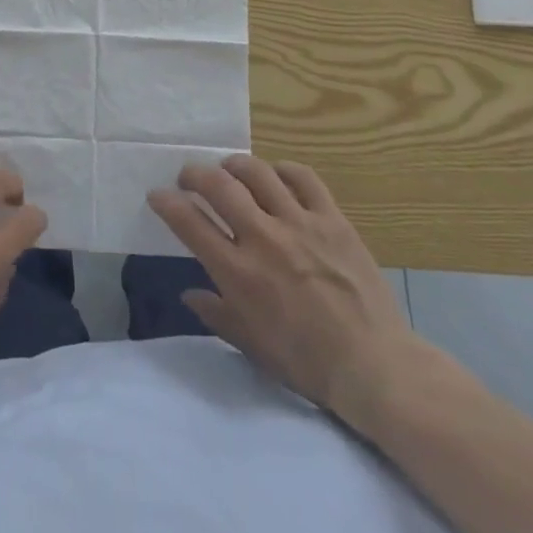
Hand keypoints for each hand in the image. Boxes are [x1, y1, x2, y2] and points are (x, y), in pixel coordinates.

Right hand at [149, 156, 428, 437]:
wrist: (374, 366)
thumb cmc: (306, 362)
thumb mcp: (251, 345)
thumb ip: (216, 314)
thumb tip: (188, 295)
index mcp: (239, 273)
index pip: (189, 223)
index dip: (167, 203)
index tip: (158, 195)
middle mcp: (263, 239)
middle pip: (218, 186)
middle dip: (195, 174)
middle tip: (189, 178)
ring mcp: (300, 224)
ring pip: (257, 172)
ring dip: (235, 165)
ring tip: (229, 170)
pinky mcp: (332, 219)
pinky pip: (304, 177)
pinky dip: (284, 170)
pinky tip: (277, 176)